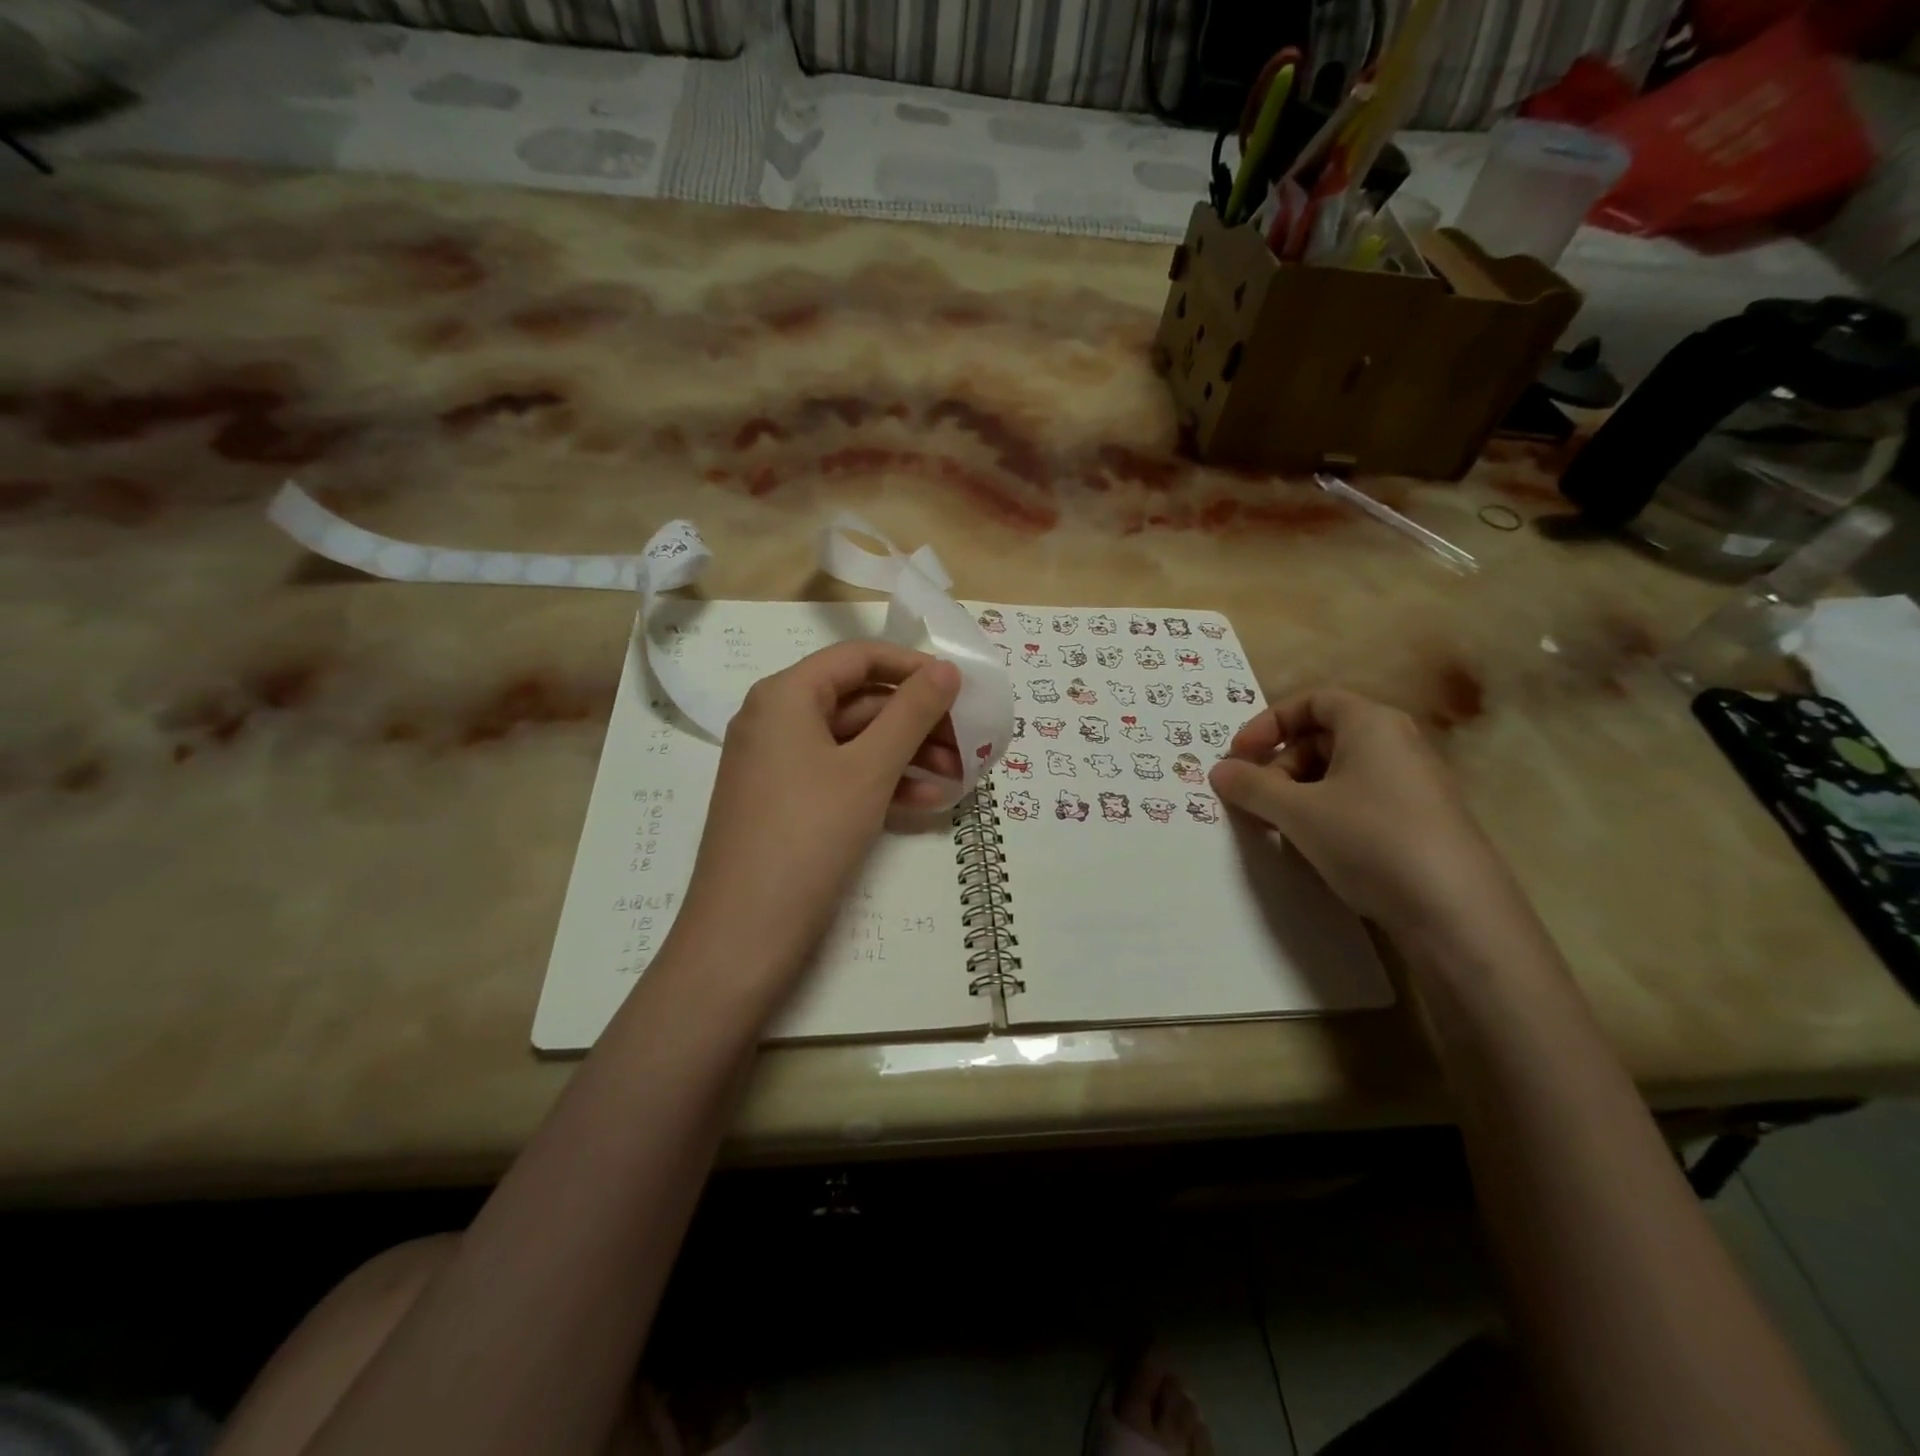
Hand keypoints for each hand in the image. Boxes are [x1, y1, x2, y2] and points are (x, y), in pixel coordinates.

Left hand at [677, 641, 961, 978]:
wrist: (744, 934)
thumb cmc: (808, 835)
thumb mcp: (869, 769)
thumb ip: (912, 713)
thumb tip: (946, 669)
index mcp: (785, 696)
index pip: (858, 658)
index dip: (913, 667)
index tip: (960, 689)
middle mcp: (777, 720)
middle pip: (859, 701)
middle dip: (917, 721)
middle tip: (968, 743)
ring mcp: (779, 764)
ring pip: (854, 743)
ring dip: (907, 755)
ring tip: (957, 777)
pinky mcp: (786, 803)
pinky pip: (841, 776)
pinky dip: (882, 783)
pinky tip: (925, 801)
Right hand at [1208, 688, 1518, 936]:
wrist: (1455, 912)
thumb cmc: (1369, 839)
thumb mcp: (1297, 811)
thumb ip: (1251, 786)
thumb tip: (1219, 770)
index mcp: (1372, 724)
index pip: (1312, 701)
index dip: (1268, 723)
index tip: (1239, 755)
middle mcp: (1397, 744)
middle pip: (1323, 738)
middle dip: (1279, 765)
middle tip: (1254, 799)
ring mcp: (1412, 785)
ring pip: (1339, 774)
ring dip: (1298, 794)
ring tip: (1278, 828)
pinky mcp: (1418, 822)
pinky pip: (1359, 802)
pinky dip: (1326, 814)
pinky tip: (1314, 848)